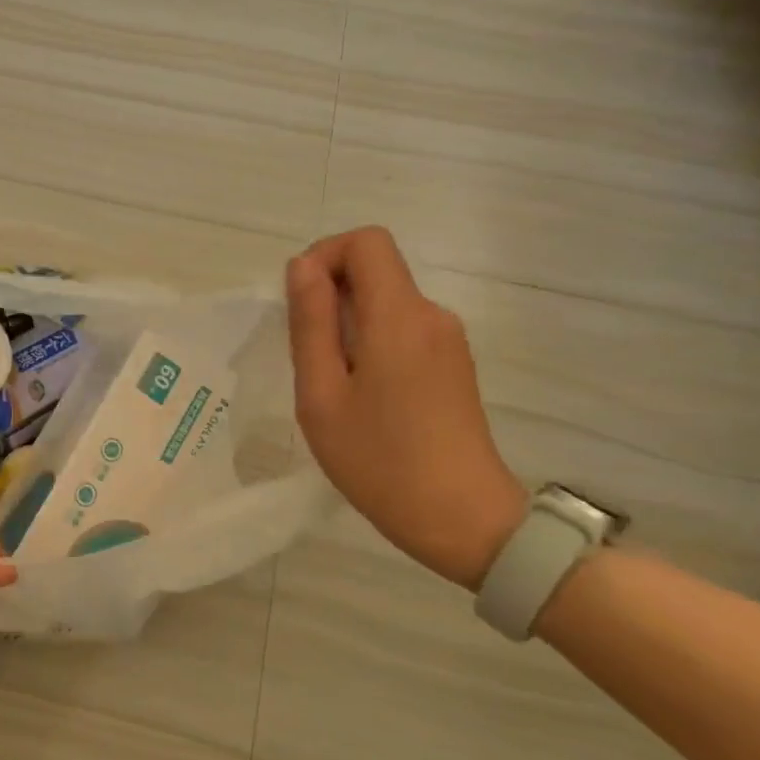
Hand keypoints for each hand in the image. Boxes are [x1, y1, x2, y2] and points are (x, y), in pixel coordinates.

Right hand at [286, 227, 527, 589]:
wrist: (461, 518)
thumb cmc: (379, 461)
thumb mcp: (322, 395)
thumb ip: (310, 324)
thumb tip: (303, 266)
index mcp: (398, 316)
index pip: (366, 242)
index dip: (324, 257)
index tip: (299, 305)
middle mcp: (431, 315)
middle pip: (376, 271)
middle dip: (330, 297)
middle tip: (307, 359)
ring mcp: (448, 340)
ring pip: (386, 304)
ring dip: (347, 326)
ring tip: (331, 388)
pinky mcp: (453, 365)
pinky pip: (402, 331)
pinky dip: (371, 346)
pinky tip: (362, 399)